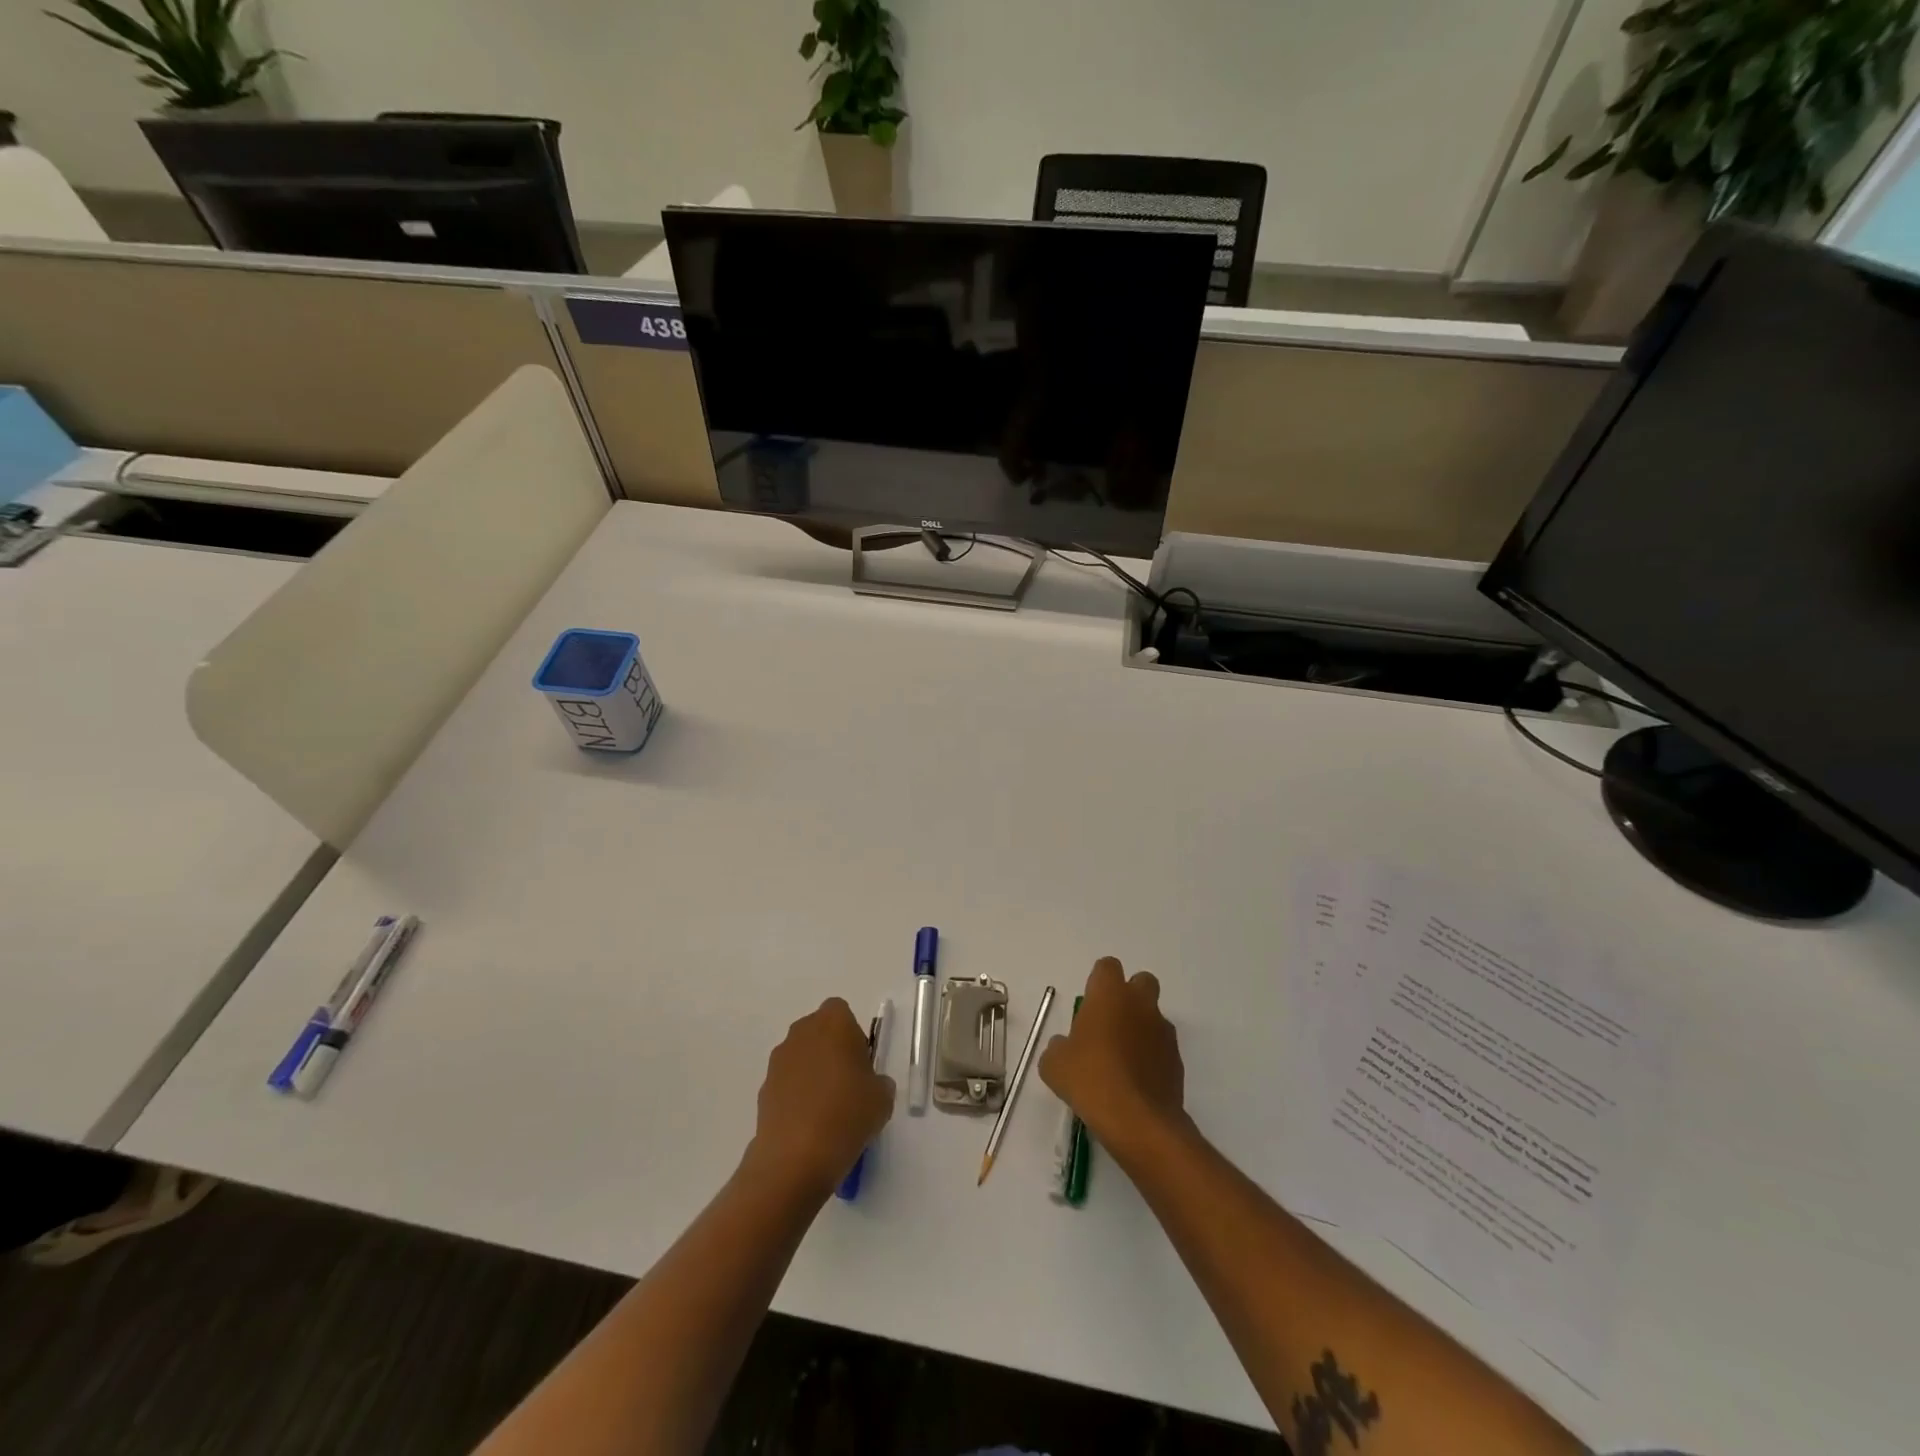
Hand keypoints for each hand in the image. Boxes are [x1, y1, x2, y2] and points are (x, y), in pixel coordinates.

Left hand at [744, 998, 895, 1201]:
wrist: (795, 1158)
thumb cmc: (847, 1114)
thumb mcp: (882, 1098)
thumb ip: (879, 1082)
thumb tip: (869, 1086)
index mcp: (834, 1023)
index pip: (841, 1012)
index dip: (852, 1034)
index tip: (861, 1063)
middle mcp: (802, 1033)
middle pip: (818, 1031)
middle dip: (831, 1050)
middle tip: (848, 1084)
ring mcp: (778, 1061)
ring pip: (801, 1056)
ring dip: (812, 1073)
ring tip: (828, 1110)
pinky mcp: (764, 1089)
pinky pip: (787, 1083)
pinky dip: (797, 1096)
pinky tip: (809, 1126)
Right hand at [1039, 957, 1185, 1156]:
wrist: (1138, 1121)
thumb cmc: (1090, 1080)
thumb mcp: (1054, 1064)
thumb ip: (1058, 1047)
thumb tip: (1065, 1047)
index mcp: (1109, 995)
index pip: (1107, 966)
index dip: (1098, 981)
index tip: (1089, 1004)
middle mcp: (1140, 1004)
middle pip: (1141, 981)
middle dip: (1129, 996)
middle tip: (1110, 1023)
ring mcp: (1163, 1032)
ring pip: (1153, 1016)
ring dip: (1140, 1028)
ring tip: (1121, 1061)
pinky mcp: (1177, 1060)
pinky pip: (1161, 1048)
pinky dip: (1151, 1056)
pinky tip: (1135, 1082)